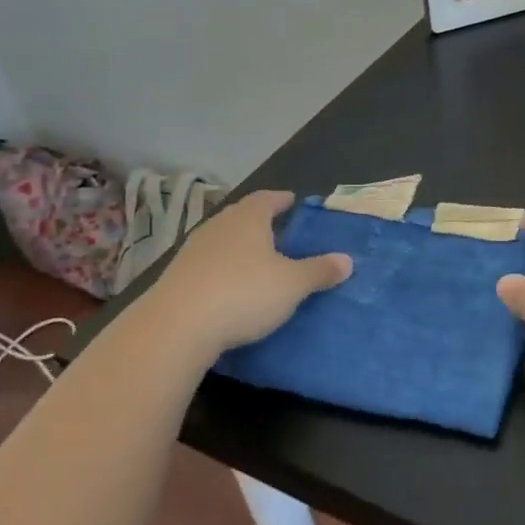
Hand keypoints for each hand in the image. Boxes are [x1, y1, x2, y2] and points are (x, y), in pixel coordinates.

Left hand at [144, 191, 350, 353]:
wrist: (177, 326)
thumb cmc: (244, 293)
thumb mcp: (292, 284)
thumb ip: (319, 271)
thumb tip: (347, 260)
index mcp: (248, 219)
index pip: (267, 199)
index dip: (281, 199)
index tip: (292, 201)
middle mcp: (218, 226)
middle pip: (241, 216)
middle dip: (259, 221)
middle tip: (278, 230)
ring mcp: (193, 250)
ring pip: (222, 240)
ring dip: (239, 246)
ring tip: (256, 259)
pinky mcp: (177, 276)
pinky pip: (208, 264)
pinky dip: (222, 269)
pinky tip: (230, 285)